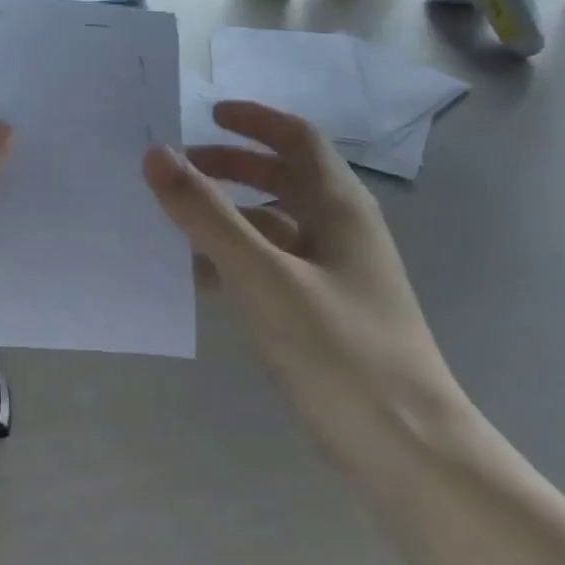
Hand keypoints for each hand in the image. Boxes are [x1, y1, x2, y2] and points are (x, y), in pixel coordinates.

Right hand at [144, 100, 466, 465]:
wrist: (406, 450)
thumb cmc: (339, 350)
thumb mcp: (263, 276)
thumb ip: (207, 215)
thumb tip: (158, 155)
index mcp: (339, 208)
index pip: (298, 139)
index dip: (255, 120)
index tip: (207, 115)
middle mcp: (340, 233)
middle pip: (284, 178)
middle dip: (232, 167)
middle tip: (181, 169)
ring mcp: (334, 277)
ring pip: (274, 227)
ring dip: (228, 216)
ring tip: (175, 223)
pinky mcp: (323, 315)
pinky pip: (271, 269)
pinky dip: (235, 261)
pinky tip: (198, 280)